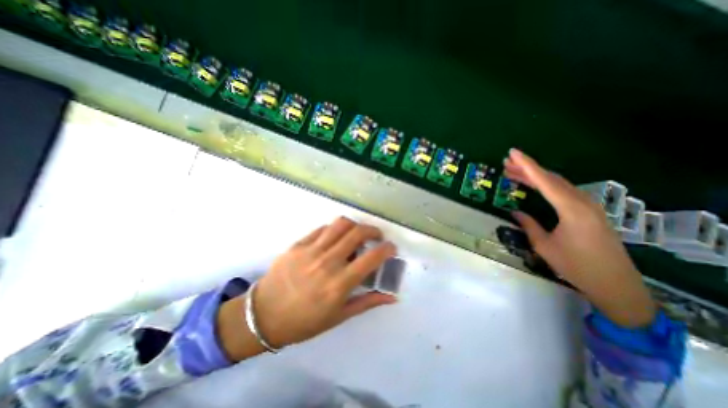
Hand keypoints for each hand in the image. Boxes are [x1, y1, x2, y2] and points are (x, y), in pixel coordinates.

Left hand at [251, 219, 397, 348]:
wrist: (264, 315)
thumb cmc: (304, 321)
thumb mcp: (339, 316)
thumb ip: (367, 302)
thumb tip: (392, 297)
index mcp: (339, 284)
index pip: (371, 258)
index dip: (387, 249)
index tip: (391, 248)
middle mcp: (327, 263)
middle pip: (357, 233)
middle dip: (373, 230)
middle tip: (376, 236)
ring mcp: (311, 250)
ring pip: (340, 224)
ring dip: (355, 225)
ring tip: (357, 233)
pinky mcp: (298, 244)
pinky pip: (322, 229)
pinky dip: (334, 230)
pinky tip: (335, 238)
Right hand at [508, 148, 654, 325]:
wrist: (615, 284)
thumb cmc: (576, 266)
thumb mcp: (544, 246)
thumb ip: (529, 225)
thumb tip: (515, 212)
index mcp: (571, 209)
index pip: (544, 181)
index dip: (527, 165)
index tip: (512, 153)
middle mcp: (582, 202)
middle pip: (551, 179)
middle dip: (527, 169)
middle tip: (506, 163)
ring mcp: (588, 205)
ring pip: (558, 184)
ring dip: (535, 177)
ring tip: (513, 173)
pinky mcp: (590, 211)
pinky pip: (564, 192)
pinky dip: (546, 186)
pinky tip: (535, 186)